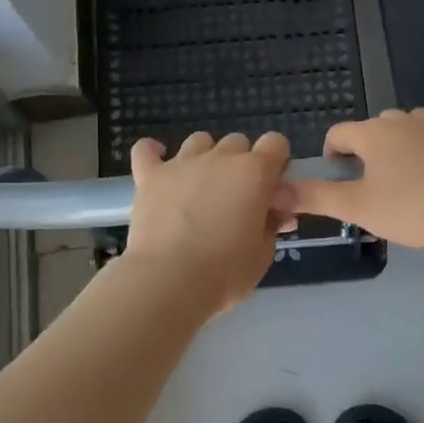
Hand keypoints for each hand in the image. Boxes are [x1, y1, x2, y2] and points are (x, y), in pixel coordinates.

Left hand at [121, 131, 294, 317]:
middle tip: (236, 197)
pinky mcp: (150, 175)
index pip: (276, 143)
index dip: (276, 162)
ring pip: (200, 141)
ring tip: (200, 187)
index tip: (271, 188)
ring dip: (205, 157)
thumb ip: (272, 224)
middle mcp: (220, 157)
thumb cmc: (225, 272)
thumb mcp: (263, 253)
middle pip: (238, 142)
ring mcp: (182, 163)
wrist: (169, 281)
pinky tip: (158, 165)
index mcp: (254, 172)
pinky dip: (153, 153)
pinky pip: (147, 149)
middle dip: (241, 163)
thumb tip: (275, 212)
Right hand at [287, 109, 423, 251]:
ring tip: (393, 183)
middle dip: (361, 153)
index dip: (330, 156)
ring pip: (400, 131)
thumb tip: (277, 190)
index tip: (336, 183)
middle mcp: (400, 121)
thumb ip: (316, 197)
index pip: (338, 133)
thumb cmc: (412, 208)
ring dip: (390, 150)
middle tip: (365, 188)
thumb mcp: (358, 207)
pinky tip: (423, 184)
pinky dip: (416, 155)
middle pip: (369, 129)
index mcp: (373, 132)